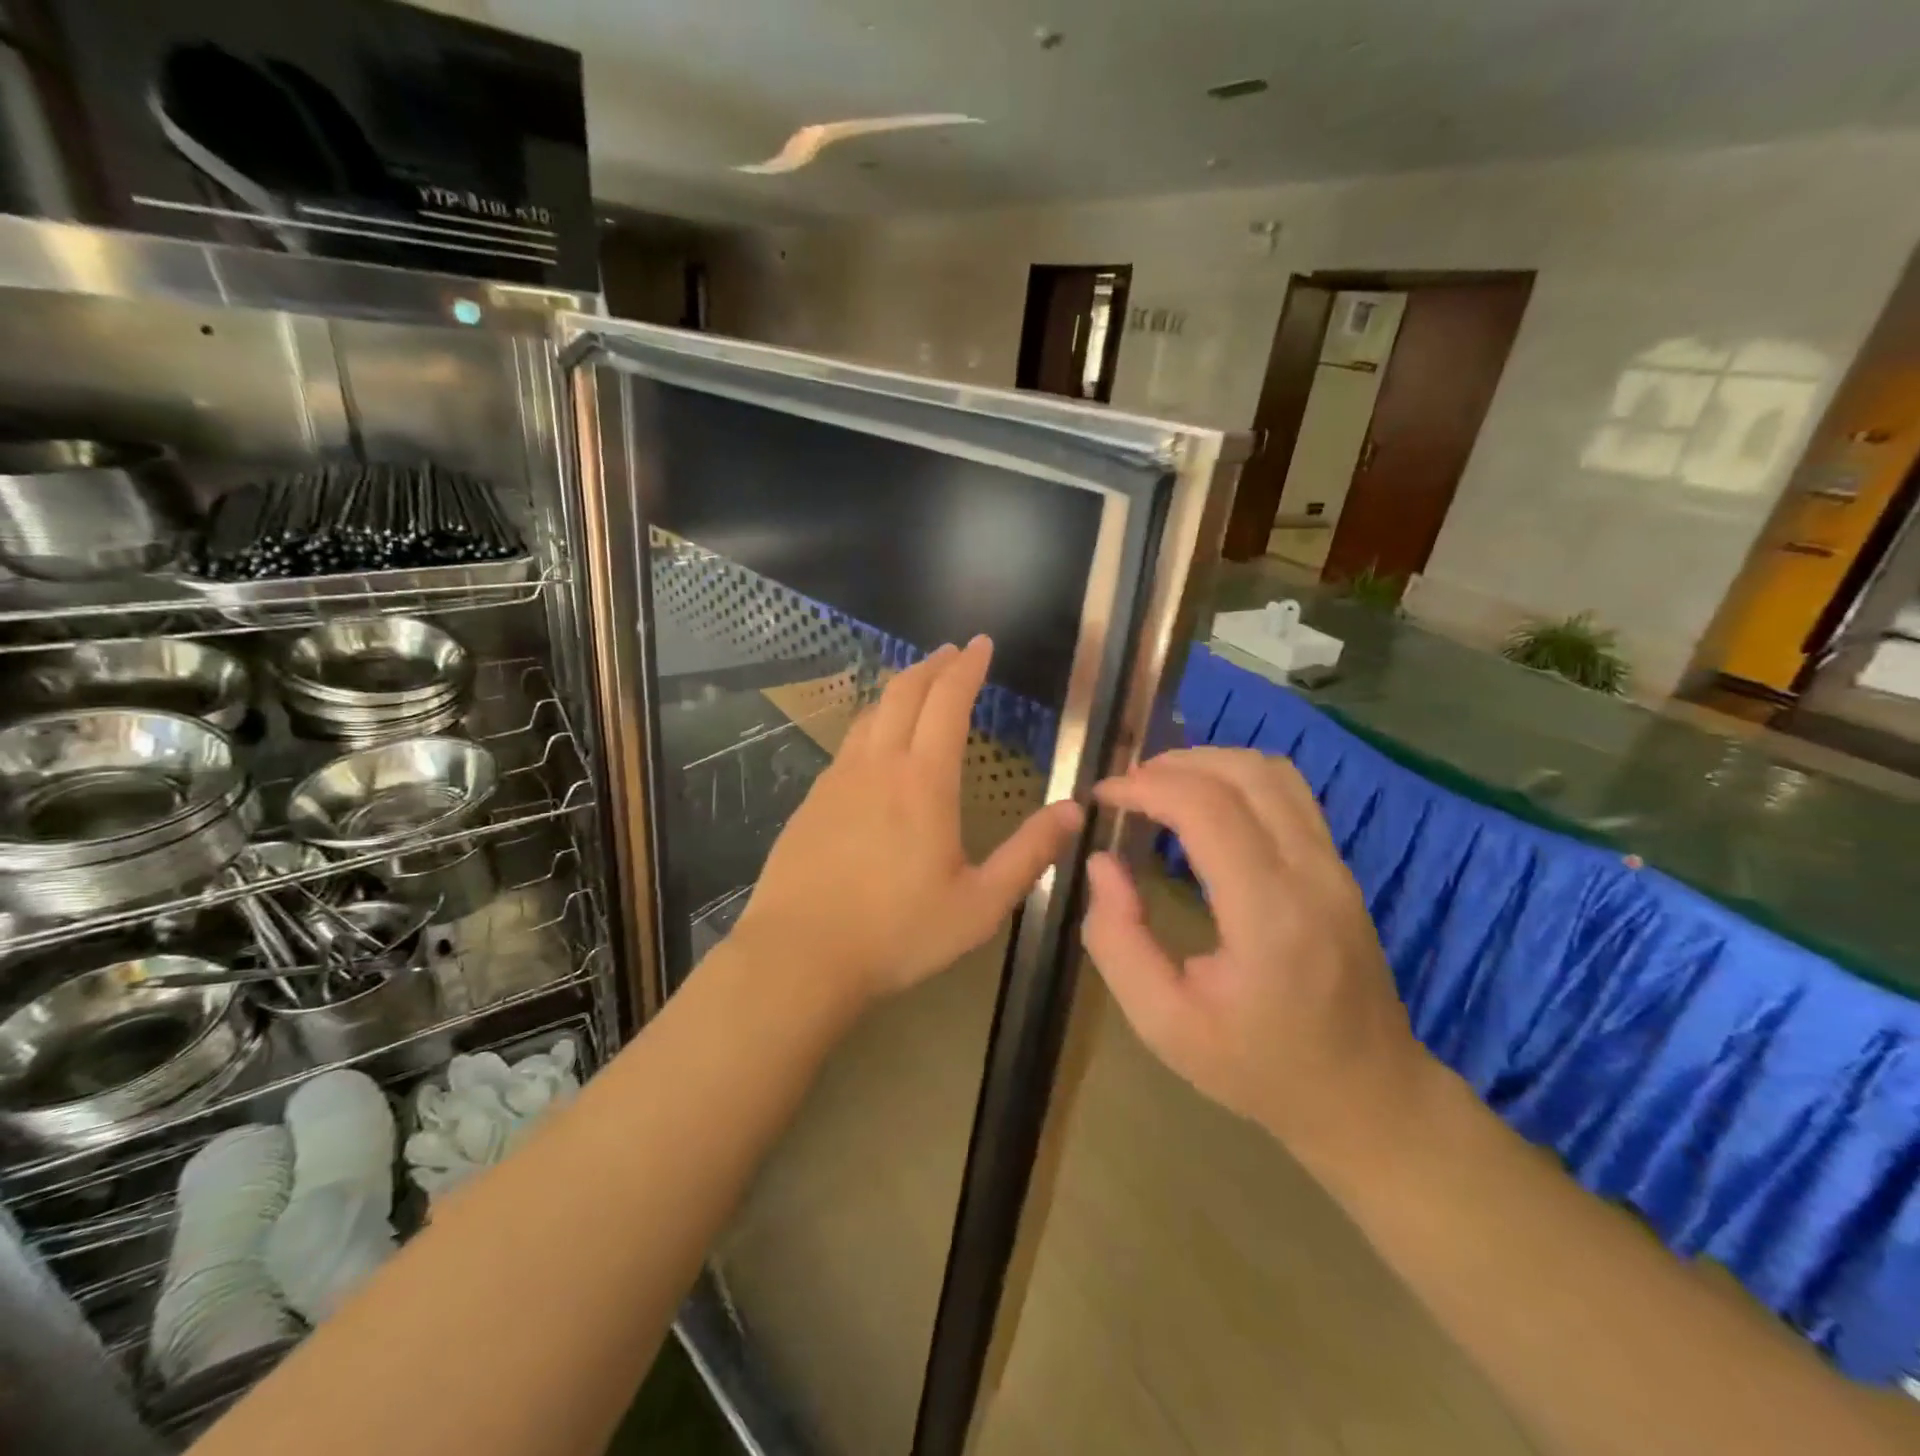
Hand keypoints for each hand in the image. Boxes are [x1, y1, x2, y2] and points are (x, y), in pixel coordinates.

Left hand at [733, 636, 1082, 1006]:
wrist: (799, 955)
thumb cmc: (898, 933)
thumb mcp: (980, 904)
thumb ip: (1029, 854)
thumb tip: (1073, 810)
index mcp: (924, 781)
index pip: (947, 701)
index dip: (966, 666)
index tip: (981, 643)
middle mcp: (878, 765)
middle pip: (904, 693)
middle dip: (932, 664)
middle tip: (952, 651)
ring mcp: (837, 780)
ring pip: (870, 714)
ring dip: (899, 689)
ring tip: (918, 685)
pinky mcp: (812, 800)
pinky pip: (848, 744)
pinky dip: (872, 724)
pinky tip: (875, 745)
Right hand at [1082, 747, 1431, 1167]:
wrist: (1366, 1095)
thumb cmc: (1258, 1068)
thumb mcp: (1164, 1024)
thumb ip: (1117, 940)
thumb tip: (1102, 862)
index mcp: (1268, 915)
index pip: (1206, 808)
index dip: (1145, 787)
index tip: (1102, 798)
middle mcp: (1311, 874)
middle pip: (1241, 773)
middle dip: (1172, 765)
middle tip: (1124, 788)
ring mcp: (1334, 866)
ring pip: (1271, 771)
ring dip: (1207, 763)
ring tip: (1159, 787)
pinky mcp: (1340, 867)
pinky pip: (1289, 792)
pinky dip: (1237, 778)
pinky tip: (1206, 804)